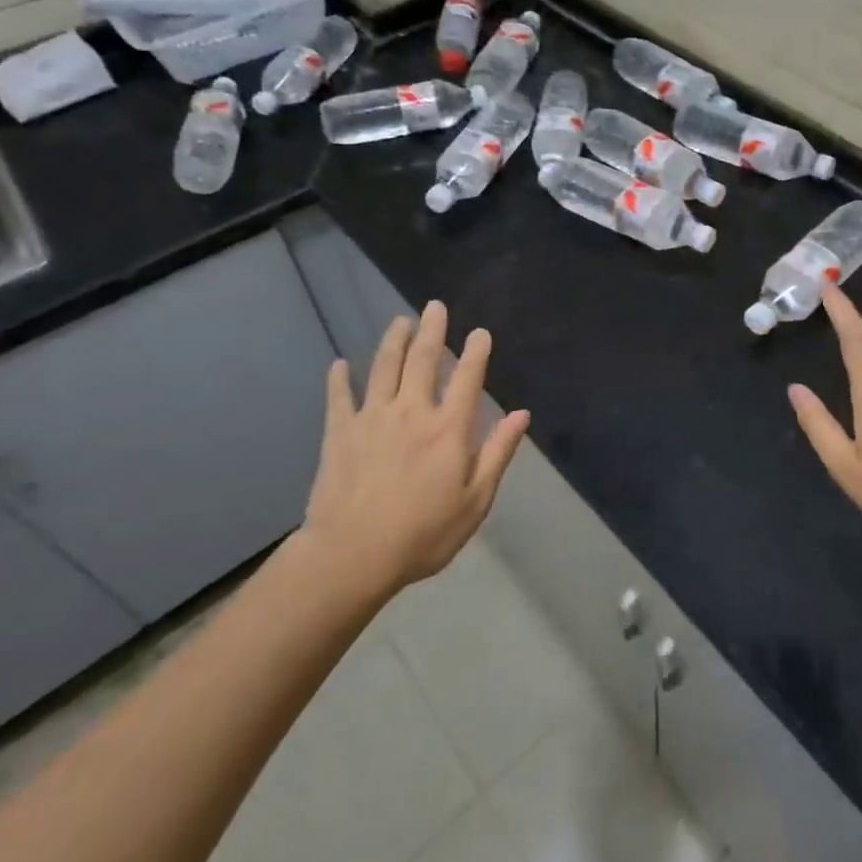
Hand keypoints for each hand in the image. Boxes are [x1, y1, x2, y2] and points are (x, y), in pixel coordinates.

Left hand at [299, 300, 529, 600]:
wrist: (352, 555)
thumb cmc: (423, 534)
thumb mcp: (475, 501)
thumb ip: (498, 453)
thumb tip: (521, 414)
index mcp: (448, 429)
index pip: (467, 378)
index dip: (476, 352)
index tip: (479, 332)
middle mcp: (412, 412)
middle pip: (423, 360)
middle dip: (431, 330)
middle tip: (433, 306)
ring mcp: (372, 418)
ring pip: (383, 368)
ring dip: (393, 341)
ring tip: (399, 321)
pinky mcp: (340, 432)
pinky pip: (339, 397)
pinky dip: (340, 379)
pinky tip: (339, 364)